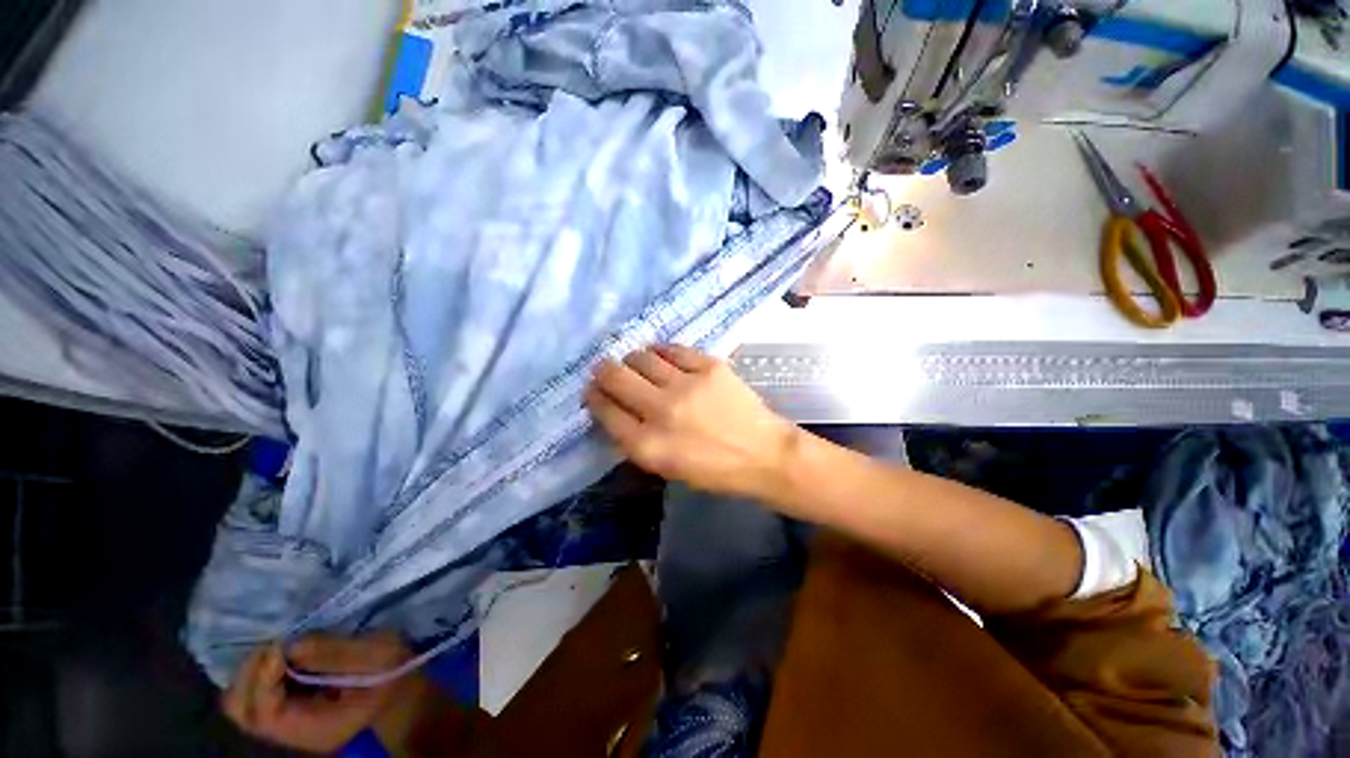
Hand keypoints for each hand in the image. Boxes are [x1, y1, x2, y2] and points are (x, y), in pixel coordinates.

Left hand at [223, 631, 415, 753]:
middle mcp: (288, 732)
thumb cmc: (393, 672)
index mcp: (313, 730)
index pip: (265, 714)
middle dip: (249, 673)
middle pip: (242, 710)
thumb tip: (290, 643)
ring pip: (241, 700)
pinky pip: (253, 690)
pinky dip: (259, 668)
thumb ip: (336, 652)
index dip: (263, 678)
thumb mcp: (378, 656)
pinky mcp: (285, 704)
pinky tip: (281, 650)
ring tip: (278, 644)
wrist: (399, 688)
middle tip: (273, 642)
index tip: (281, 644)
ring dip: (252, 669)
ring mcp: (284, 720)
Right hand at [585, 345, 797, 501]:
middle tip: (607, 371)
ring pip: (640, 357)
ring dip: (632, 360)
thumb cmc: (713, 470)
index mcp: (647, 446)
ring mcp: (686, 385)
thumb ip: (635, 439)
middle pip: (615, 377)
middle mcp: (661, 412)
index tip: (593, 390)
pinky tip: (662, 358)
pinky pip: (671, 349)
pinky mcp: (708, 366)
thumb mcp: (665, 467)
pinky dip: (660, 352)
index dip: (594, 396)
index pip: (604, 410)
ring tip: (638, 366)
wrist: (763, 454)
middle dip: (603, 371)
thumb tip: (613, 407)